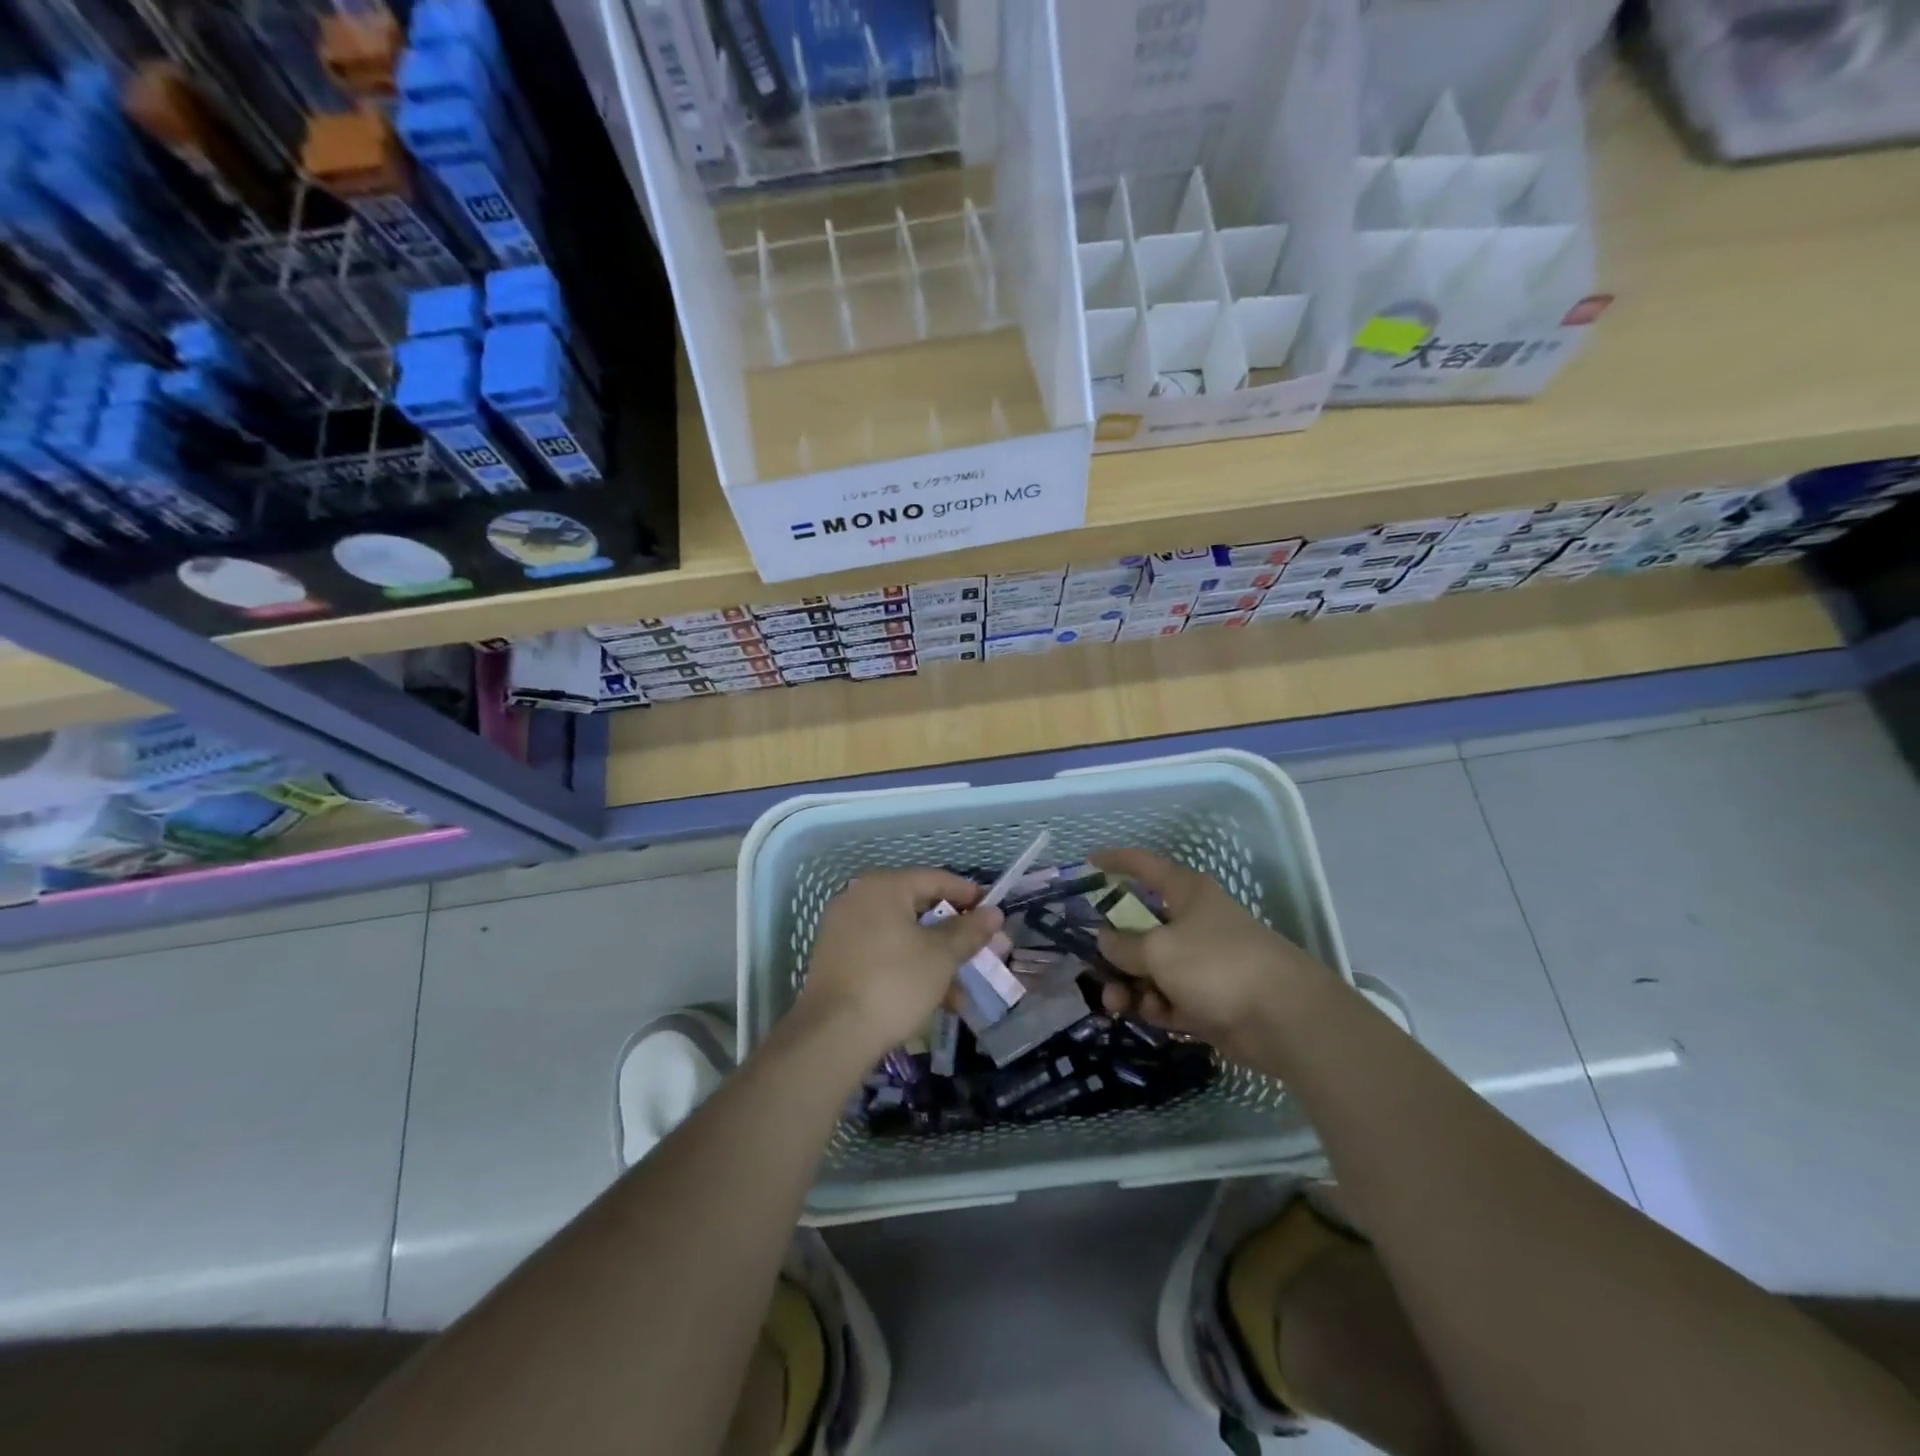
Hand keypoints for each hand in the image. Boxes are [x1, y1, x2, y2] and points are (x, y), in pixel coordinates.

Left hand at [797, 869, 1003, 1060]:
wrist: (833, 1035)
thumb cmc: (894, 983)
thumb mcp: (941, 957)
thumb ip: (968, 931)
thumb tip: (993, 913)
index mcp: (882, 887)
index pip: (934, 878)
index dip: (967, 893)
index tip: (992, 910)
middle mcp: (858, 898)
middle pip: (916, 906)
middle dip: (951, 931)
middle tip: (979, 947)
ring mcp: (843, 929)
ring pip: (901, 934)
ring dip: (933, 955)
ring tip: (961, 986)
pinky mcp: (836, 959)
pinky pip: (882, 952)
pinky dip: (908, 965)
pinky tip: (932, 996)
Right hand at [1091, 848, 1340, 1063]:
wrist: (1283, 1018)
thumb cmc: (1216, 965)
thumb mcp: (1158, 951)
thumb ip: (1124, 945)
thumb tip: (1105, 939)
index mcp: (1186, 893)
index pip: (1144, 866)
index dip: (1116, 861)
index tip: (1088, 862)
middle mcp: (1193, 921)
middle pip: (1142, 928)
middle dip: (1115, 951)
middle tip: (1095, 970)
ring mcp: (1202, 962)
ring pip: (1152, 967)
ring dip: (1131, 986)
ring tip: (1118, 1006)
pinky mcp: (1209, 998)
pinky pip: (1170, 996)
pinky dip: (1157, 1005)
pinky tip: (1152, 1016)